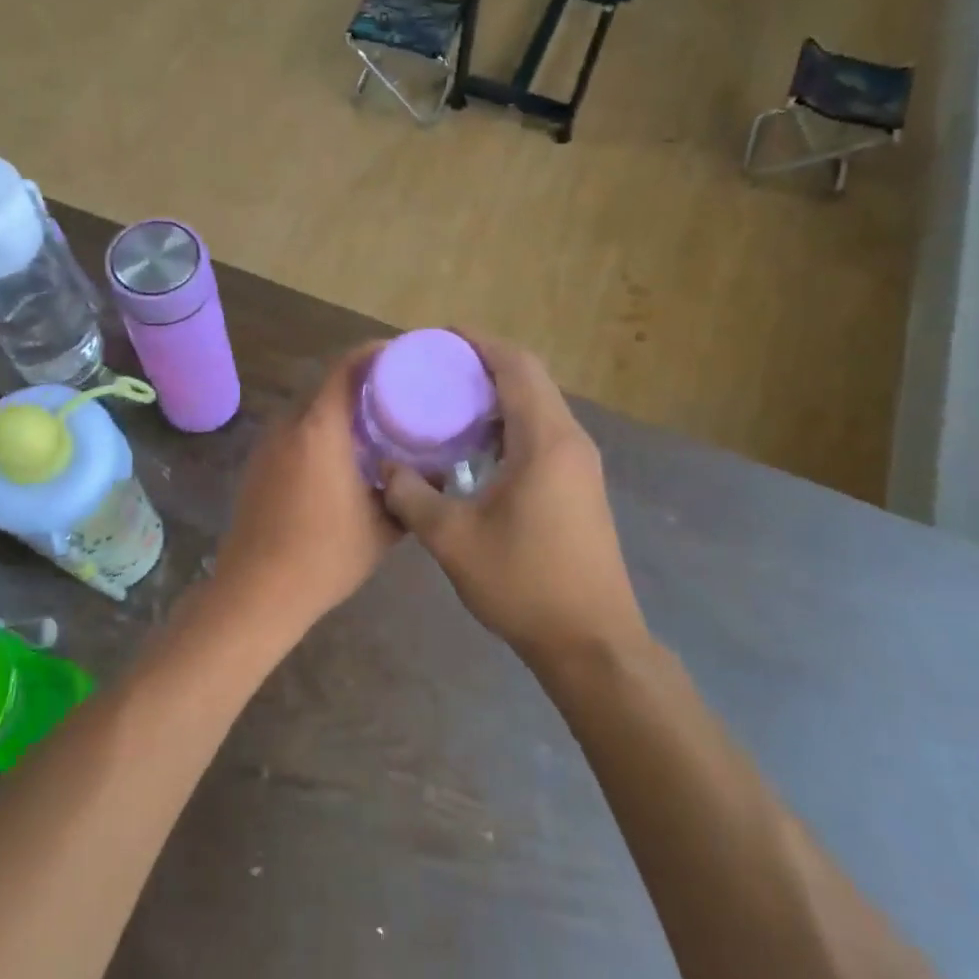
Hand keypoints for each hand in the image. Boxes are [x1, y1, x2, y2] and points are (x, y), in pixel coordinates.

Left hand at [210, 344, 400, 631]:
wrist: (257, 591)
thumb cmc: (325, 556)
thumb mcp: (383, 527)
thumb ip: (411, 493)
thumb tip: (438, 473)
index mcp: (320, 429)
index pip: (346, 367)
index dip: (374, 352)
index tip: (403, 355)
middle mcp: (289, 425)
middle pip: (326, 384)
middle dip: (361, 380)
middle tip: (399, 391)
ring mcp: (267, 444)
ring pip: (308, 408)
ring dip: (338, 407)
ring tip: (375, 422)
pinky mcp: (257, 464)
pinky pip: (294, 430)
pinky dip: (320, 429)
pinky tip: (342, 455)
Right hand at [382, 336, 647, 665]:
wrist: (591, 641)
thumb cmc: (523, 583)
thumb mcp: (452, 539)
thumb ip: (412, 496)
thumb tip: (387, 468)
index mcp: (546, 441)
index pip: (516, 367)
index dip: (479, 344)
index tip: (441, 336)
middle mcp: (571, 441)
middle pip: (531, 379)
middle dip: (486, 365)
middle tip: (438, 368)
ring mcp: (581, 465)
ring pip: (539, 408)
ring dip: (500, 396)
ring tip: (451, 402)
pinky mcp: (581, 487)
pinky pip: (544, 434)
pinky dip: (511, 425)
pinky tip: (477, 448)